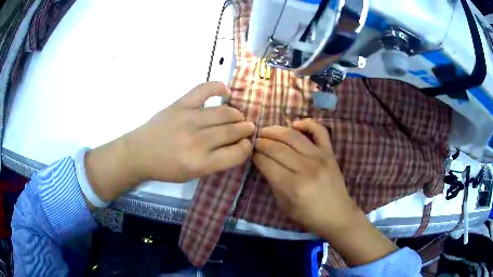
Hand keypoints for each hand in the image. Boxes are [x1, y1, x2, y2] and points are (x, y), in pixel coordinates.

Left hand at [85, 82, 254, 202]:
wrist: (139, 153)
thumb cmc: (166, 168)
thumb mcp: (193, 175)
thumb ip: (216, 162)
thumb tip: (236, 144)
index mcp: (201, 163)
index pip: (237, 153)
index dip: (246, 148)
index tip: (246, 144)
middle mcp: (197, 141)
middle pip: (233, 131)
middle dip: (245, 129)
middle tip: (248, 128)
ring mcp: (188, 119)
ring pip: (224, 112)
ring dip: (237, 114)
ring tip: (238, 116)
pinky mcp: (180, 104)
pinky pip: (204, 90)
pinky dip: (218, 87)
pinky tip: (226, 91)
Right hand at [252, 118, 356, 234]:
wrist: (337, 215)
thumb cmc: (309, 215)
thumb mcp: (284, 205)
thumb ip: (273, 183)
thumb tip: (263, 163)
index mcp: (293, 186)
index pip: (267, 163)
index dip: (256, 156)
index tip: (250, 152)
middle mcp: (306, 168)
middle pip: (278, 148)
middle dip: (262, 142)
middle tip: (255, 141)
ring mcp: (320, 157)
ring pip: (293, 137)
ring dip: (276, 130)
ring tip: (266, 131)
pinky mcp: (330, 153)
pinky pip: (320, 131)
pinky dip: (307, 123)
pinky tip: (295, 124)